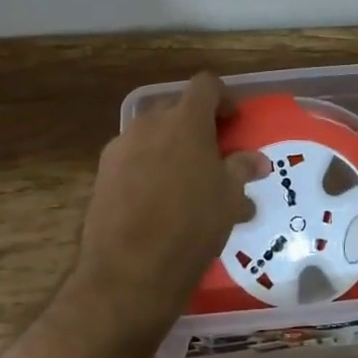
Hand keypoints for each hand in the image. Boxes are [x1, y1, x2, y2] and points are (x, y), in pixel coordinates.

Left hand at [75, 73, 269, 329]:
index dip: (223, 98)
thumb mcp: (228, 199)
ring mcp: (120, 147)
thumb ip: (241, 170)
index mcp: (185, 121)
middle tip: (213, 156)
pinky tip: (158, 202)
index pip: (206, 85)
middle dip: (195, 125)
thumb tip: (256, 160)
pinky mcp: (102, 174)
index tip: (233, 124)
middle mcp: (148, 124)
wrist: (128, 273)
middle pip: (176, 108)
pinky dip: (148, 168)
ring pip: (152, 134)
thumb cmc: (191, 228)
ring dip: (171, 148)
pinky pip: (132, 158)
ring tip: (186, 185)